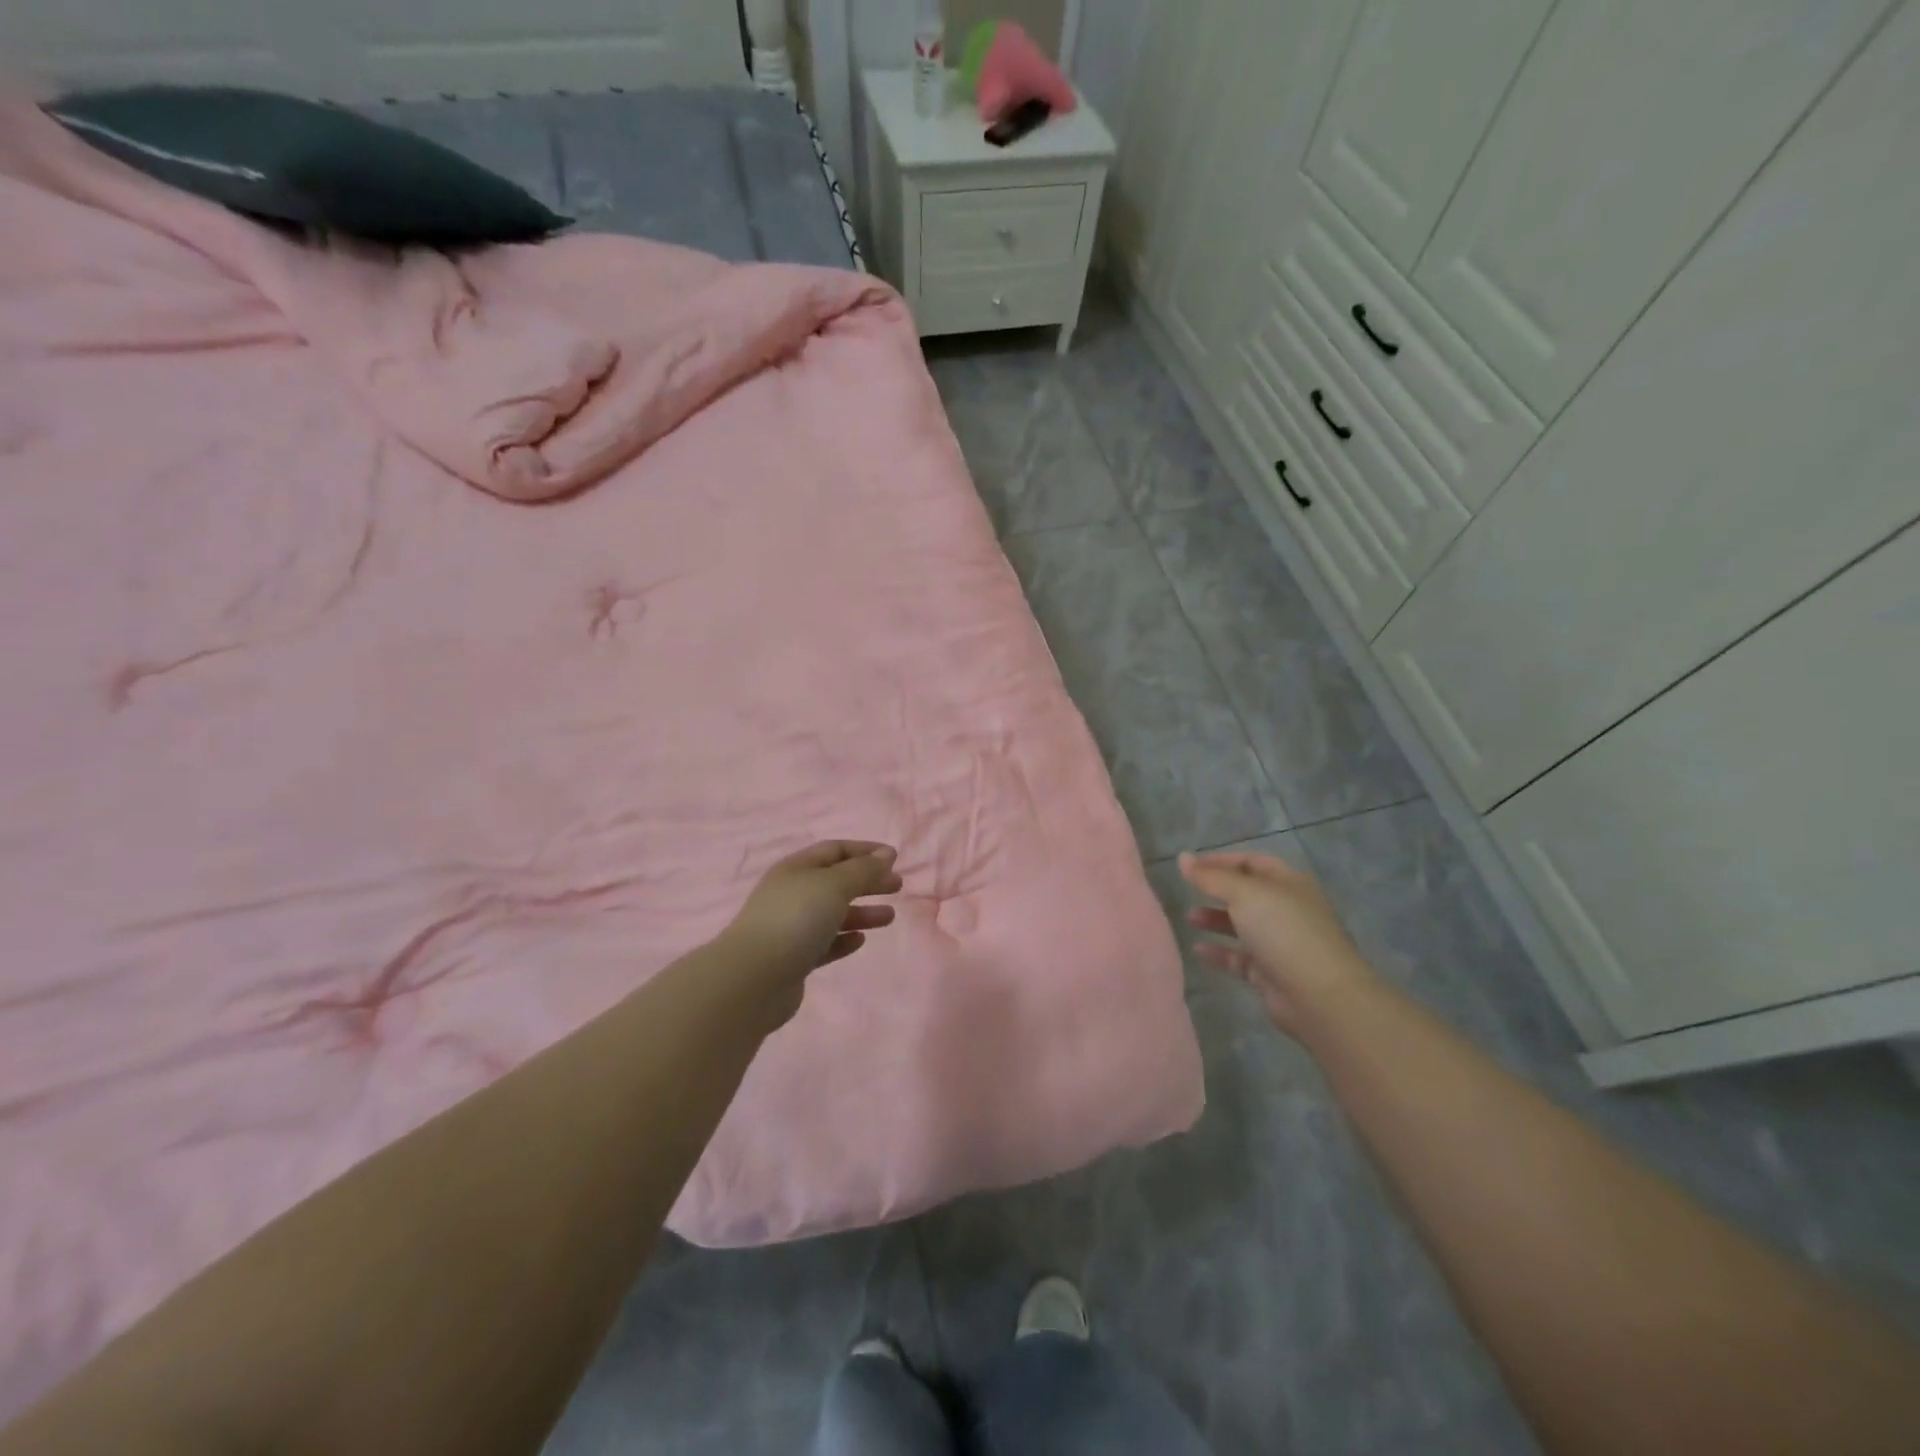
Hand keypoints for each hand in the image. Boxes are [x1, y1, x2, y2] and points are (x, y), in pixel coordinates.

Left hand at [718, 841, 902, 1018]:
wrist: (754, 978)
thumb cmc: (796, 919)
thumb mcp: (835, 885)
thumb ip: (863, 869)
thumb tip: (886, 854)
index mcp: (797, 868)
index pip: (835, 850)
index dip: (865, 850)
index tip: (894, 858)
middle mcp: (792, 893)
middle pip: (836, 881)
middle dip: (867, 881)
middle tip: (898, 886)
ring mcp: (790, 927)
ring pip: (832, 913)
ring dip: (862, 912)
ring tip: (889, 917)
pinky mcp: (793, 959)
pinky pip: (824, 943)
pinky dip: (843, 939)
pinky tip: (860, 941)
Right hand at [1179, 851, 1377, 1033]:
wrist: (1320, 996)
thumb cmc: (1284, 931)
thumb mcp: (1244, 894)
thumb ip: (1210, 877)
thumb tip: (1182, 857)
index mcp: (1288, 883)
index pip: (1252, 862)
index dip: (1221, 860)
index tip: (1190, 865)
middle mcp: (1286, 909)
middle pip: (1247, 893)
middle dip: (1217, 890)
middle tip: (1187, 889)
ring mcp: (1280, 942)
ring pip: (1243, 925)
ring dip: (1216, 919)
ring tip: (1189, 917)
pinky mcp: (1271, 972)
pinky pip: (1240, 957)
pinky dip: (1220, 951)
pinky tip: (1198, 949)